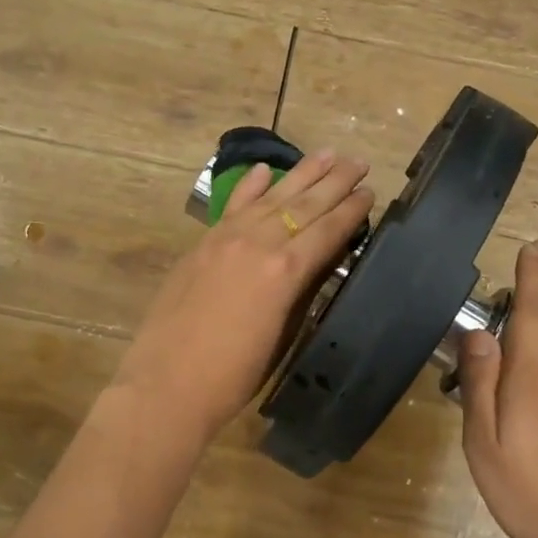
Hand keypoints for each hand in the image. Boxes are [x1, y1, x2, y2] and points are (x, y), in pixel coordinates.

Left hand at [116, 150, 374, 444]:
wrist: (168, 385)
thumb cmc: (233, 376)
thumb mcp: (281, 336)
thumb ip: (300, 293)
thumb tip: (316, 265)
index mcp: (286, 271)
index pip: (328, 231)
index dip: (351, 211)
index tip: (369, 191)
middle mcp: (259, 243)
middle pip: (304, 205)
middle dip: (334, 181)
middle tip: (357, 161)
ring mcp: (227, 239)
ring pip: (271, 197)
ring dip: (301, 174)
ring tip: (326, 153)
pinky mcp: (202, 245)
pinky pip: (233, 207)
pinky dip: (250, 187)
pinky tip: (265, 169)